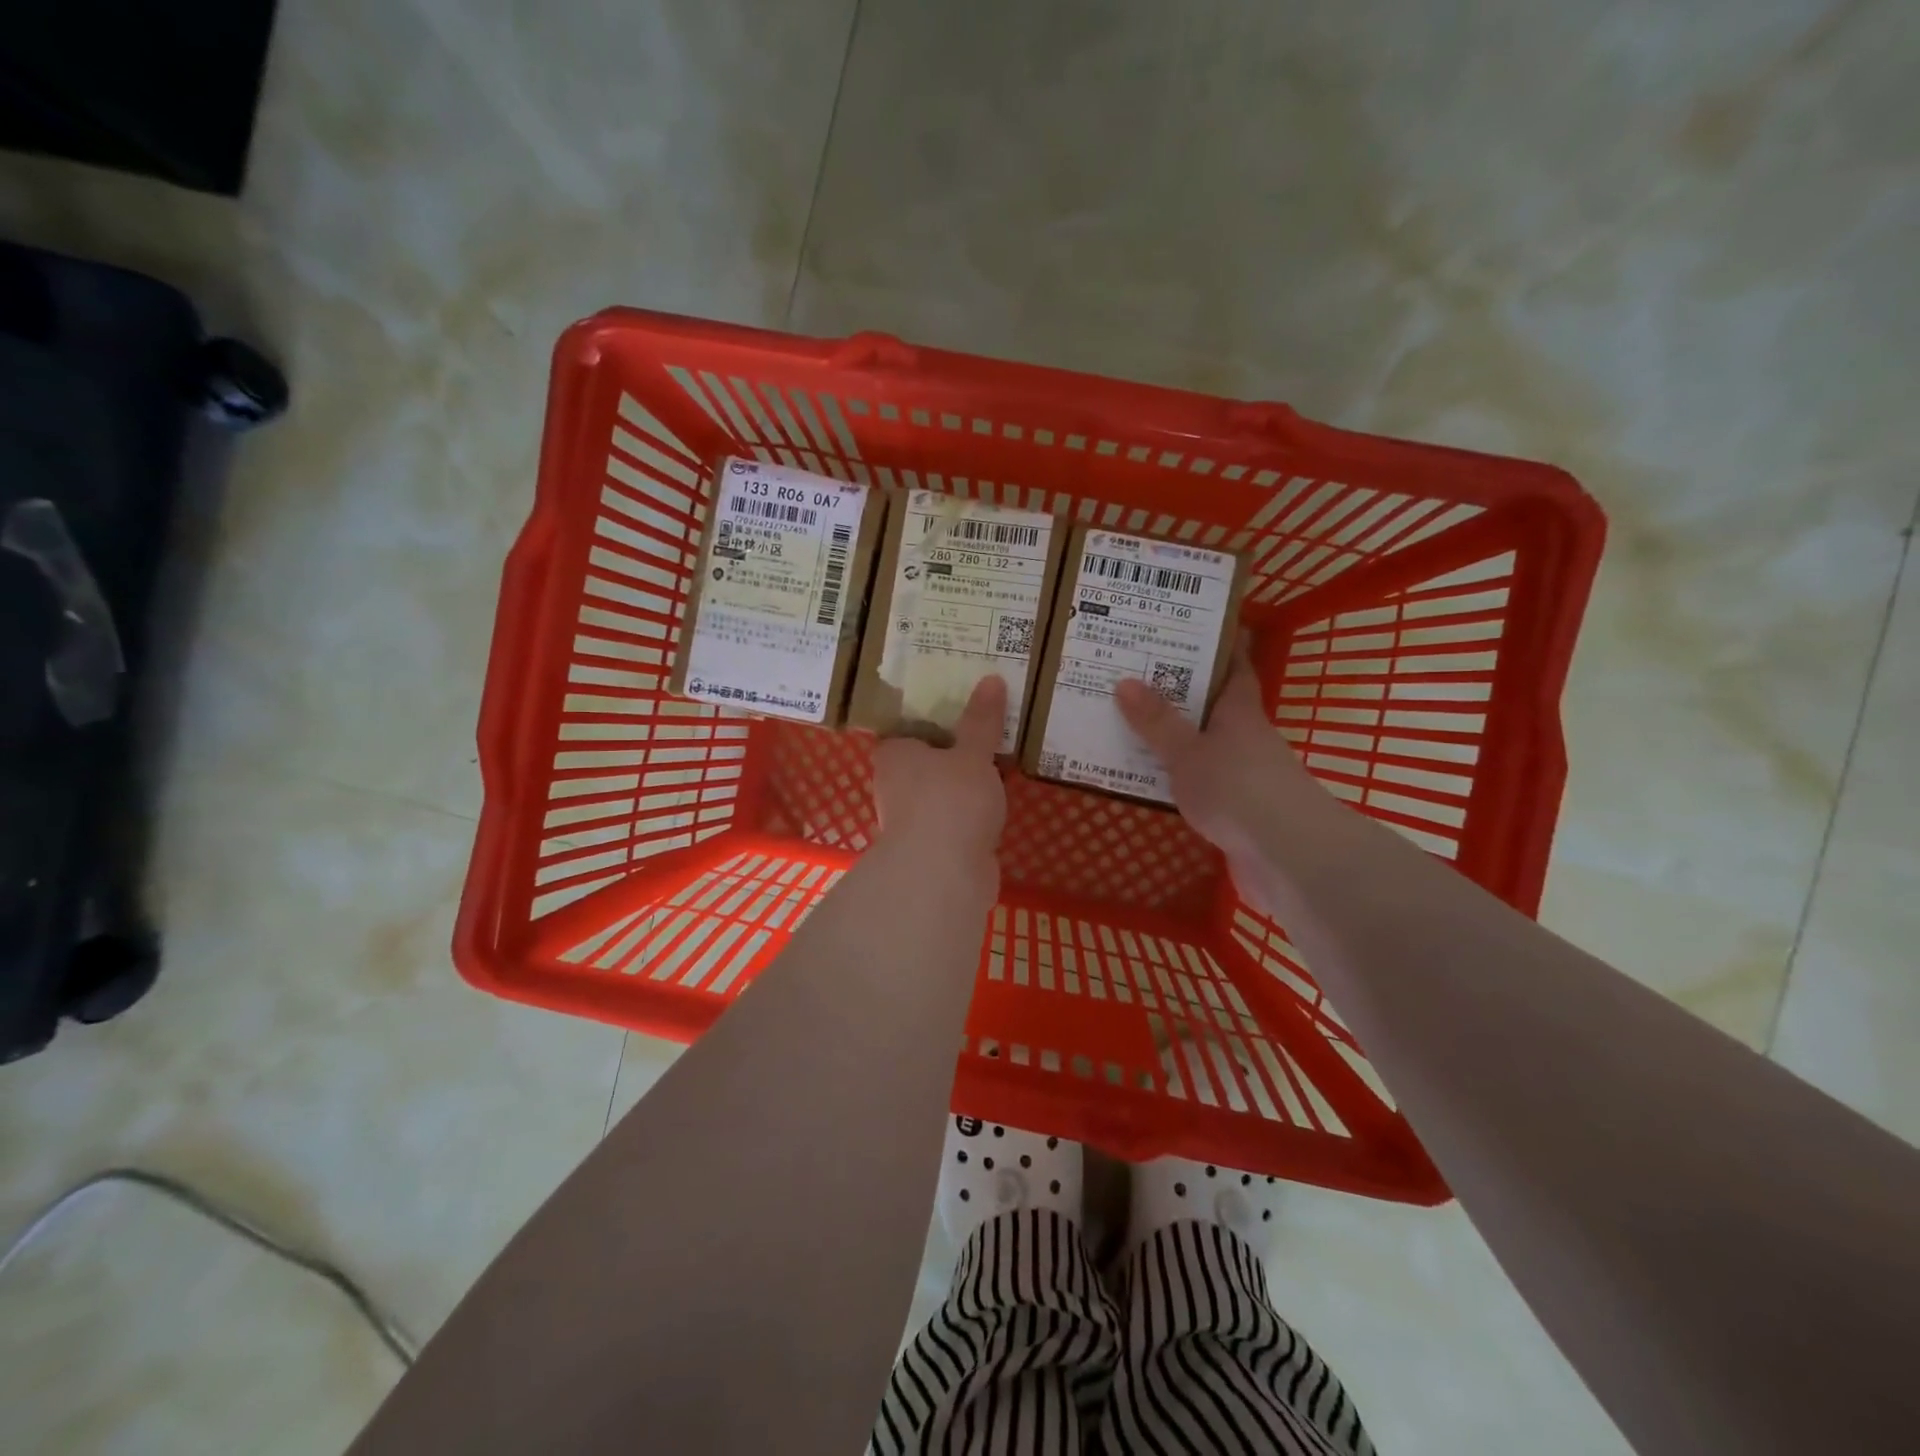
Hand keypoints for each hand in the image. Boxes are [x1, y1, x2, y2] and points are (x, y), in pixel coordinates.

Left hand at [872, 675, 1007, 868]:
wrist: (942, 874)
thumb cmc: (950, 800)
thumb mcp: (973, 754)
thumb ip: (982, 721)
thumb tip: (991, 679)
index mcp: (894, 755)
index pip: (907, 731)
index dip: (933, 722)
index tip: (963, 714)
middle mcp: (893, 786)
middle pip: (924, 763)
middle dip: (952, 756)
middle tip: (988, 737)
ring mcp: (910, 821)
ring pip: (939, 794)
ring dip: (962, 789)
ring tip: (999, 770)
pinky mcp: (930, 849)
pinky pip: (953, 821)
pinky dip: (969, 816)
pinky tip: (994, 809)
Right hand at [1114, 645, 1321, 884]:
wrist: (1288, 857)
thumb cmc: (1237, 789)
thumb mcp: (1187, 752)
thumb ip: (1157, 722)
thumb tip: (1125, 681)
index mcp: (1240, 712)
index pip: (1236, 667)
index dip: (1221, 646)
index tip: (1195, 629)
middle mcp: (1249, 738)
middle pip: (1217, 706)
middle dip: (1184, 692)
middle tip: (1139, 677)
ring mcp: (1249, 776)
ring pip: (1209, 746)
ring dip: (1180, 738)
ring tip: (1135, 726)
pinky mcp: (1243, 811)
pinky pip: (1206, 783)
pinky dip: (1182, 777)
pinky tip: (1155, 780)